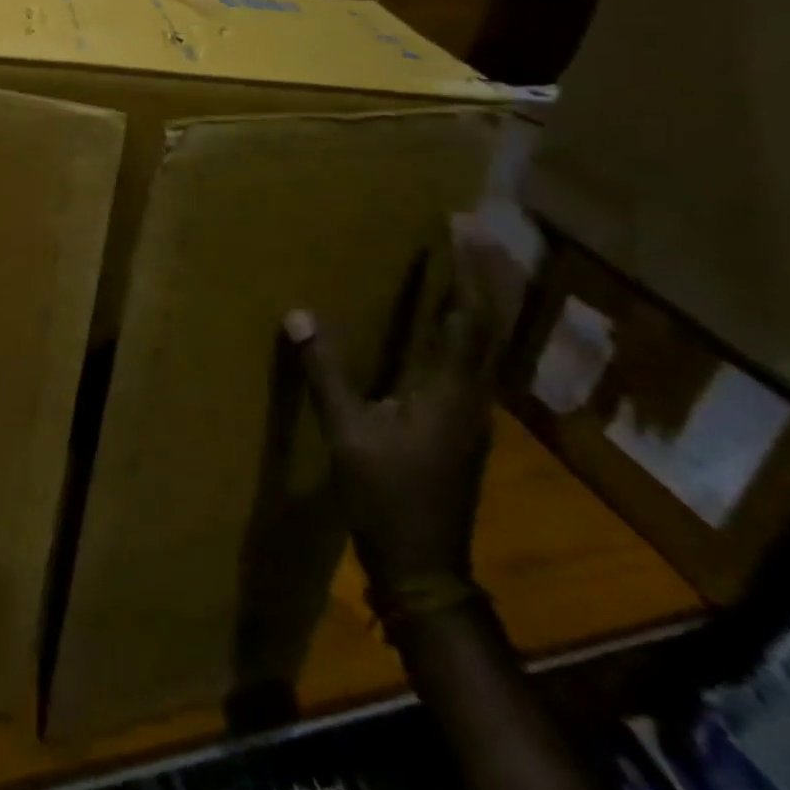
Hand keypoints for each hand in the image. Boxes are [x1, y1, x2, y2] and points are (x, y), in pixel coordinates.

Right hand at [286, 215, 506, 593]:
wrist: (425, 566)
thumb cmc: (386, 497)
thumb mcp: (347, 433)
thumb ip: (325, 372)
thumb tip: (299, 314)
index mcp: (449, 390)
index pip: (467, 317)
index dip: (466, 269)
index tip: (458, 224)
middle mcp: (472, 393)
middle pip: (489, 322)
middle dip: (484, 271)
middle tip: (471, 226)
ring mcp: (472, 410)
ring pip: (485, 340)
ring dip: (478, 295)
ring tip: (460, 258)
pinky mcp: (461, 421)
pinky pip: (470, 356)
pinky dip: (463, 323)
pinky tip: (441, 318)